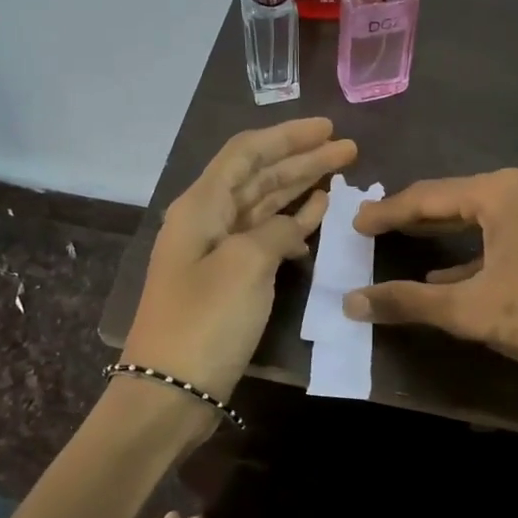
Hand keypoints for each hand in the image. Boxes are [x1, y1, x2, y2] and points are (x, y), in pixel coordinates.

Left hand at [123, 118, 356, 401]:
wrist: (170, 390)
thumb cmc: (204, 321)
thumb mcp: (244, 265)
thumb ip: (275, 232)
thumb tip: (294, 227)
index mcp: (201, 206)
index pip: (246, 153)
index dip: (287, 135)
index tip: (327, 127)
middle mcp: (208, 220)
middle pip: (259, 176)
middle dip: (301, 158)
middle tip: (348, 148)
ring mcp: (219, 252)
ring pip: (265, 205)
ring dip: (300, 187)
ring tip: (340, 173)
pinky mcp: (230, 280)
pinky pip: (266, 238)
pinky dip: (293, 224)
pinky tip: (318, 215)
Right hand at [346, 166, 517, 452]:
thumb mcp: (471, 311)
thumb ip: (408, 302)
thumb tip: (351, 302)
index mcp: (505, 190)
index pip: (429, 196)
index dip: (389, 211)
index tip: (358, 223)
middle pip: (464, 198)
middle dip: (423, 218)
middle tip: (384, 228)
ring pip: (497, 212)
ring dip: (459, 234)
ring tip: (422, 246)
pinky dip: (495, 245)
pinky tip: (474, 269)